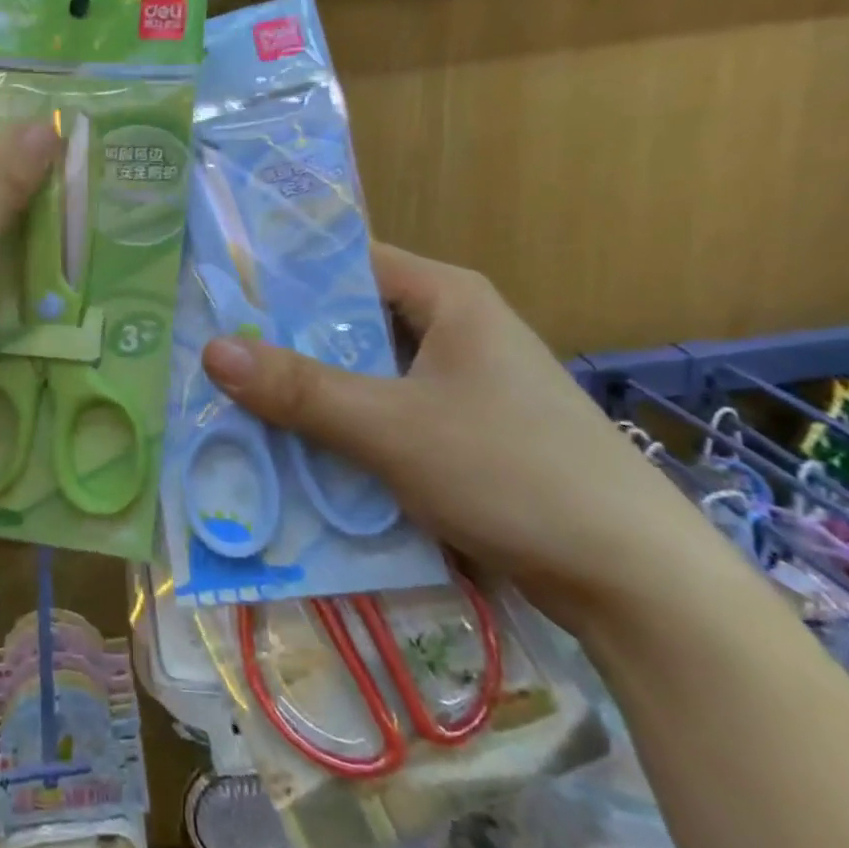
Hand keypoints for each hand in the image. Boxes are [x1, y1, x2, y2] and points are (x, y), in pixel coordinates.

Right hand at [200, 244, 731, 633]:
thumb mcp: (391, 427)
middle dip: (284, 341)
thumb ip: (299, 389)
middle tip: (211, 351)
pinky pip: (384, 413)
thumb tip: (212, 349)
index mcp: (447, 297)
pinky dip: (342, 426)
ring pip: (364, 372)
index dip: (282, 274)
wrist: (637, 585)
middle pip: (350, 321)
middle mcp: (453, 328)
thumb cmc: (514, 474)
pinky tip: (293, 448)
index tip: (218, 291)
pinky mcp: (463, 432)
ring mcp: (460, 383)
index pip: (347, 261)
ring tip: (234, 398)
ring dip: (310, 390)